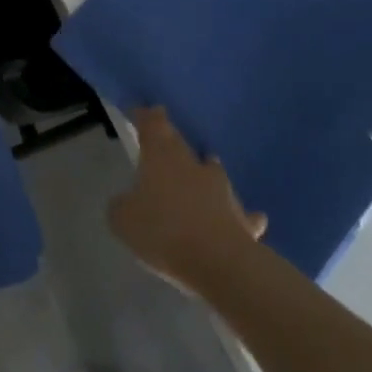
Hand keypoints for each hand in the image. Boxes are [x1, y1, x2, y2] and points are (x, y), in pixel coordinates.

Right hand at [108, 107, 265, 288]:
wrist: (220, 262)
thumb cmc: (163, 231)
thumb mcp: (122, 220)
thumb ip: (122, 205)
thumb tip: (128, 201)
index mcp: (161, 158)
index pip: (153, 126)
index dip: (147, 116)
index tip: (144, 110)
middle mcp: (192, 166)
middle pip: (180, 144)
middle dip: (171, 139)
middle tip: (164, 137)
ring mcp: (221, 190)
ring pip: (212, 171)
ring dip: (206, 170)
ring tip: (204, 171)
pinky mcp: (242, 218)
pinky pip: (241, 213)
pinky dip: (241, 214)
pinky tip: (249, 219)